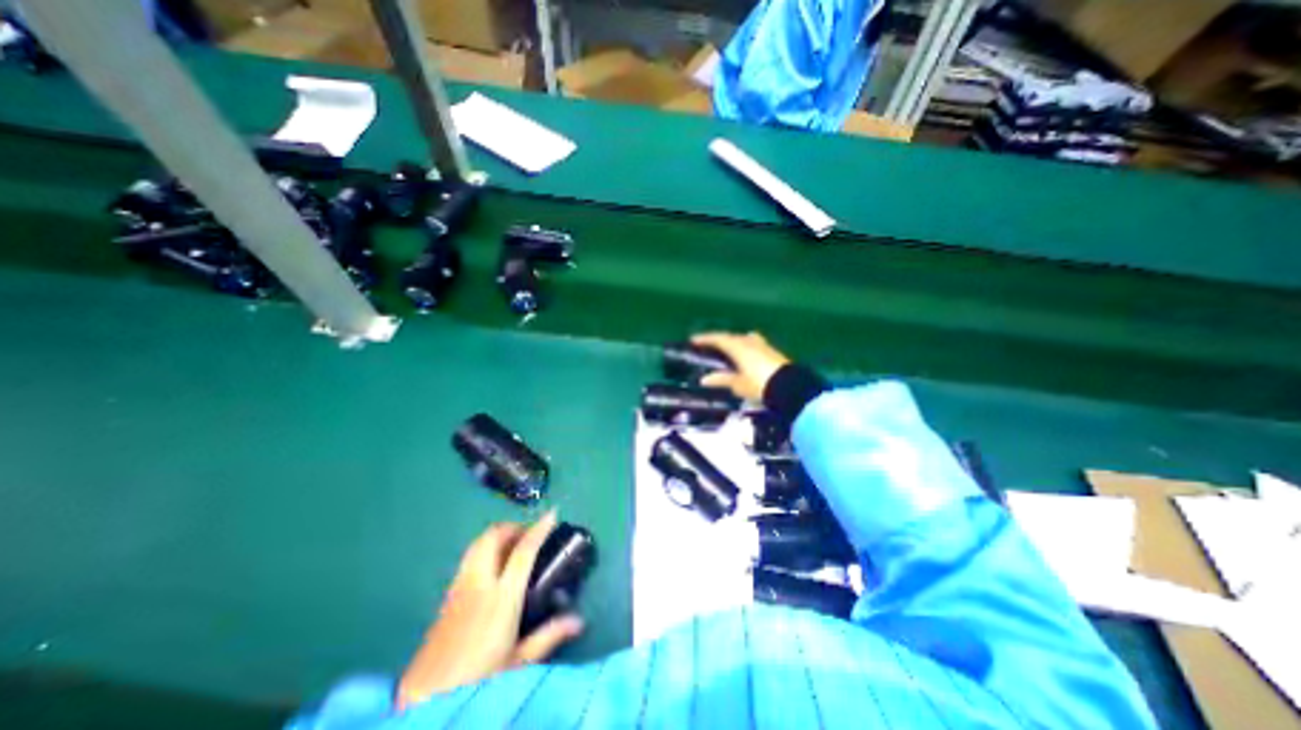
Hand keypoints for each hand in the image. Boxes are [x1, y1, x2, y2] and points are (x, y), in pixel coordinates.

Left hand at [395, 510, 582, 710]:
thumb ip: (549, 636)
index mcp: (501, 597)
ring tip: (512, 547)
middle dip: (513, 527)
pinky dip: (484, 550)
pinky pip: (468, 558)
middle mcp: (479, 583)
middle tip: (529, 534)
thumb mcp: (518, 663)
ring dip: (497, 536)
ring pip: (478, 543)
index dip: (539, 529)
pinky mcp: (446, 596)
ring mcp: (459, 587)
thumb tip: (579, 621)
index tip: (552, 514)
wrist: (422, 701)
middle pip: (494, 536)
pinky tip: (492, 568)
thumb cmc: (477, 680)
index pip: (523, 551)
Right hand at [695, 330, 787, 398]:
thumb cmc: (759, 384)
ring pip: (744, 339)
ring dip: (734, 342)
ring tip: (728, 350)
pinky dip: (744, 348)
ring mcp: (762, 345)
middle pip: (731, 337)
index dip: (705, 339)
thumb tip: (704, 379)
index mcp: (738, 346)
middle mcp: (749, 341)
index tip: (694, 339)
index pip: (718, 339)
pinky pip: (753, 345)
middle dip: (719, 340)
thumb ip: (722, 380)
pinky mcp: (772, 352)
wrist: (790, 387)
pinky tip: (744, 356)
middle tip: (709, 345)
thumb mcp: (738, 384)